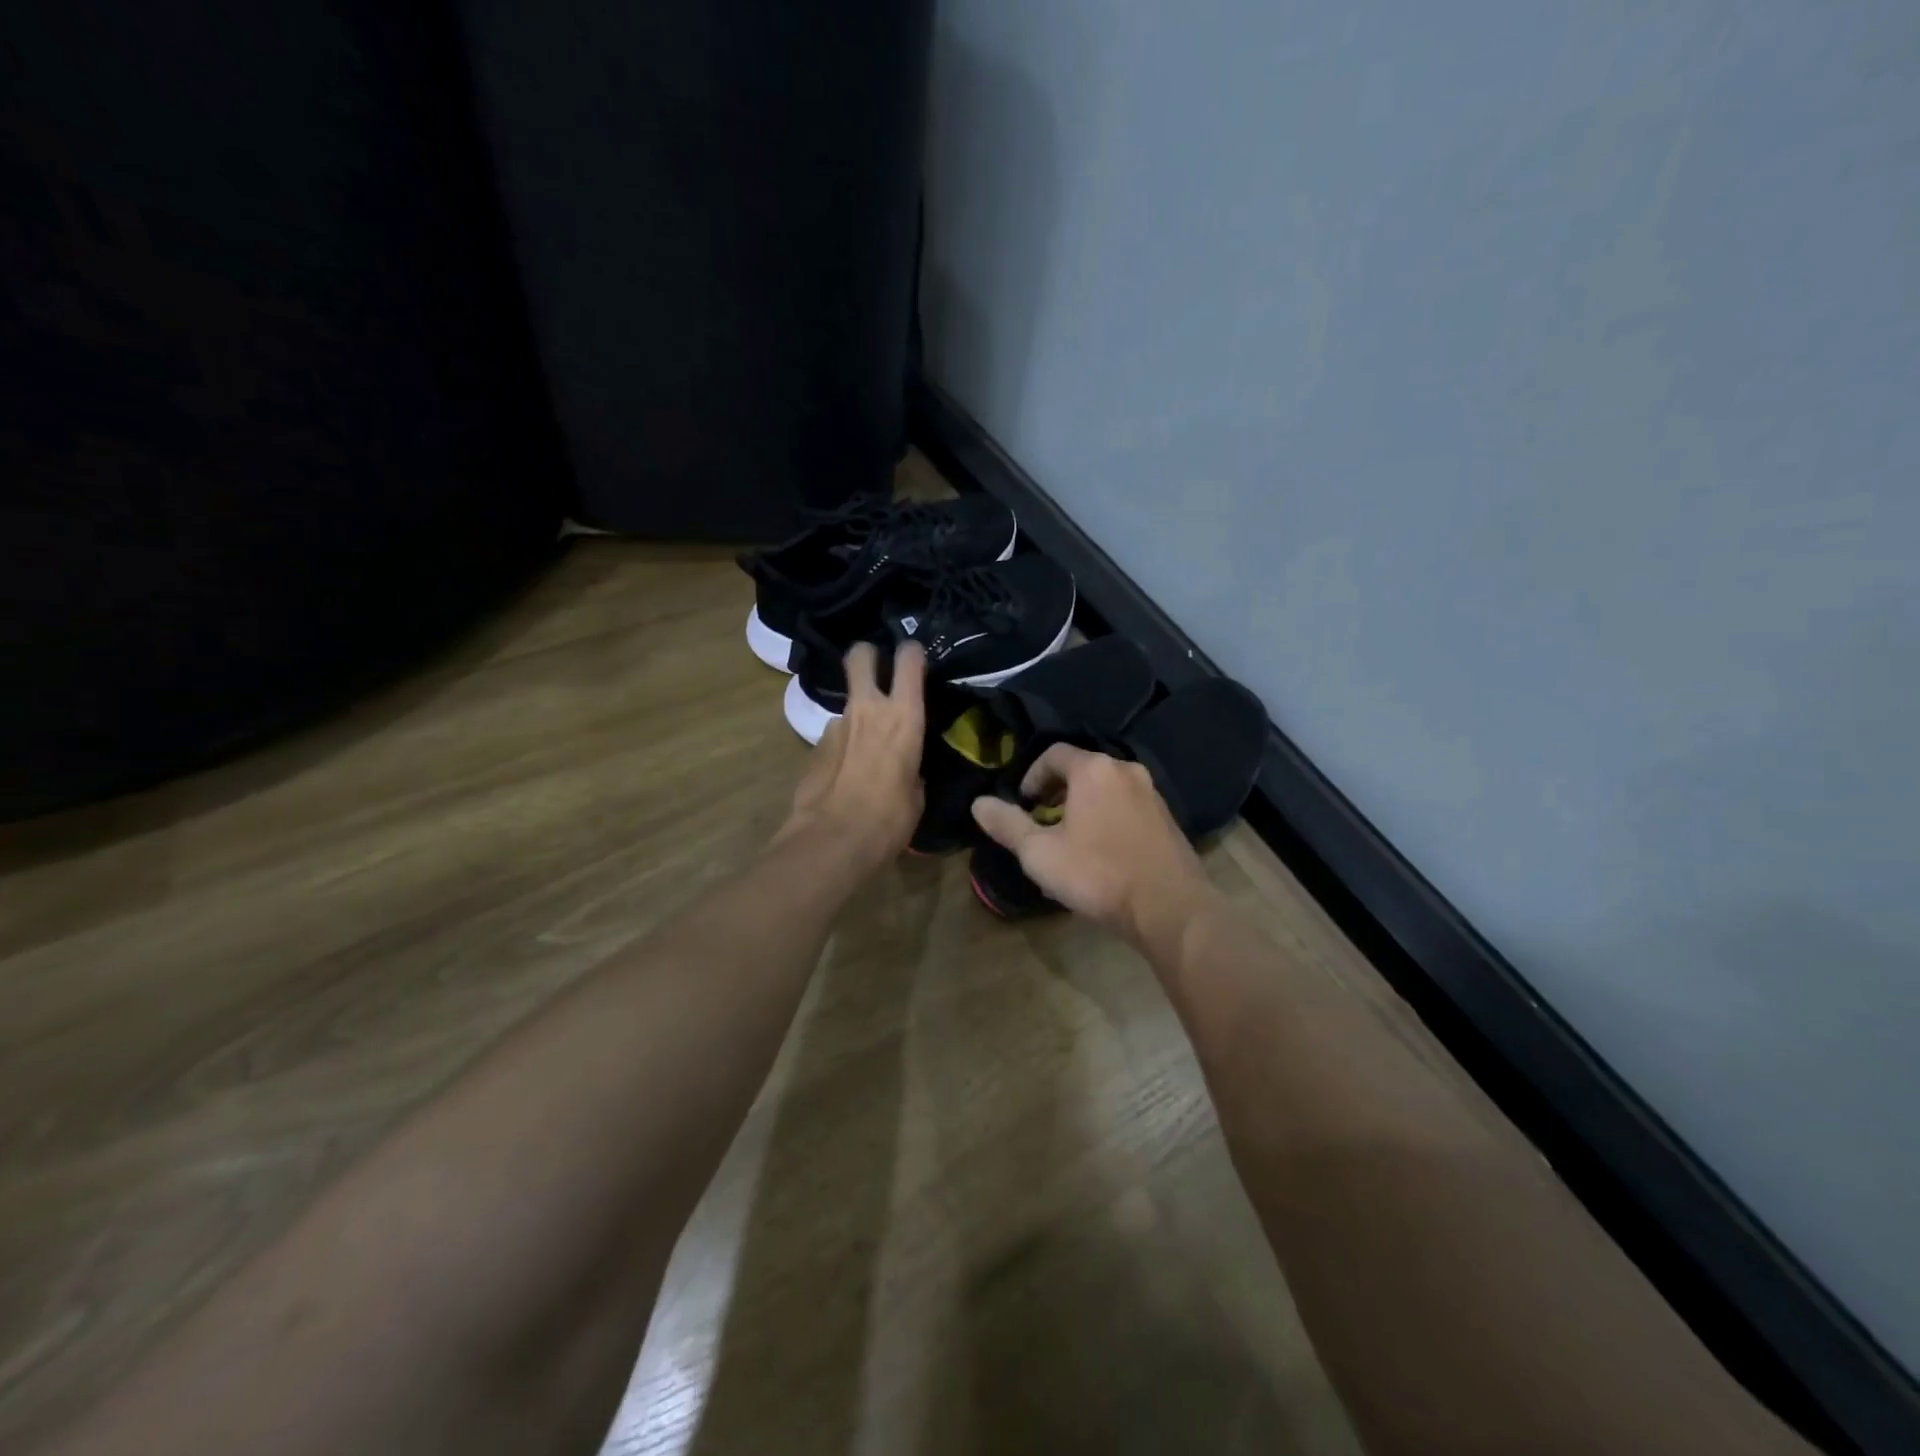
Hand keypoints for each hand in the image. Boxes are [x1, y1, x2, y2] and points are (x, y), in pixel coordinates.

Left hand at [777, 642, 926, 866]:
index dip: (911, 652)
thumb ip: (911, 768)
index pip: (909, 660)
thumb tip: (905, 768)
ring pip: (848, 704)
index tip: (915, 657)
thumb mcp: (916, 794)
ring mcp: (836, 725)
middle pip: (860, 656)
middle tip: (875, 667)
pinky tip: (845, 774)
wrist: (833, 840)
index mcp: (903, 716)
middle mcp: (868, 709)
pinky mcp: (813, 746)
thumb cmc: (890, 819)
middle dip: (867, 655)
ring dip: (857, 717)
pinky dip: (842, 747)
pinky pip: (835, 736)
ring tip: (865, 750)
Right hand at [970, 744, 1220, 949]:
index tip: (1022, 805)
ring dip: (1082, 807)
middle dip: (1055, 793)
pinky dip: (1106, 818)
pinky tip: (1101, 853)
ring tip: (1068, 841)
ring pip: (1105, 789)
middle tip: (1041, 824)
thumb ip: (1007, 825)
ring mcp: (1151, 793)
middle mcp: (1125, 770)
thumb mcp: (1040, 853)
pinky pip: (1126, 807)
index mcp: (1093, 770)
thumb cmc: (1098, 874)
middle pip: (1081, 770)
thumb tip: (978, 804)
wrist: (1170, 907)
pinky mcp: (1167, 818)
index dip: (1031, 776)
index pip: (1053, 754)